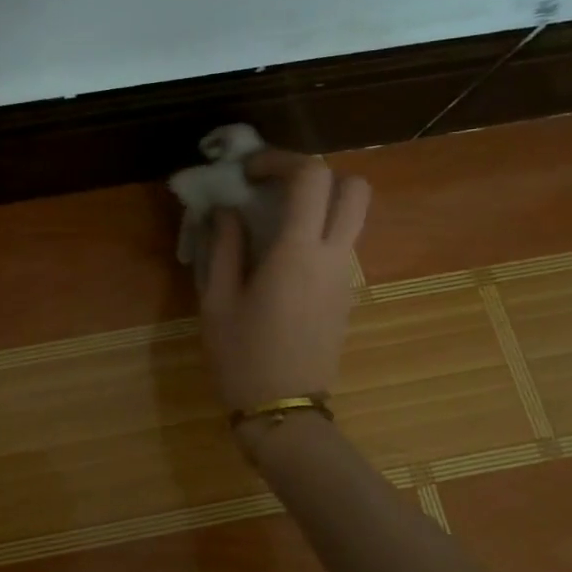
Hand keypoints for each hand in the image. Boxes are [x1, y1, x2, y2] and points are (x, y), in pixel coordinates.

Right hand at [199, 152, 370, 413]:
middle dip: (317, 174)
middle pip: (355, 188)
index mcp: (298, 252)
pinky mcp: (346, 295)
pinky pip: (340, 245)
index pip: (312, 178)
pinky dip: (317, 232)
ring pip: (351, 217)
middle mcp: (333, 256)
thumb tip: (226, 211)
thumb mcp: (217, 300)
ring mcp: (346, 277)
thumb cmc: (242, 355)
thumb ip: (223, 247)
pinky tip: (278, 255)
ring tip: (270, 219)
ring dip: (318, 204)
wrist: (284, 411)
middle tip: (275, 186)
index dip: (281, 161)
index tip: (249, 172)